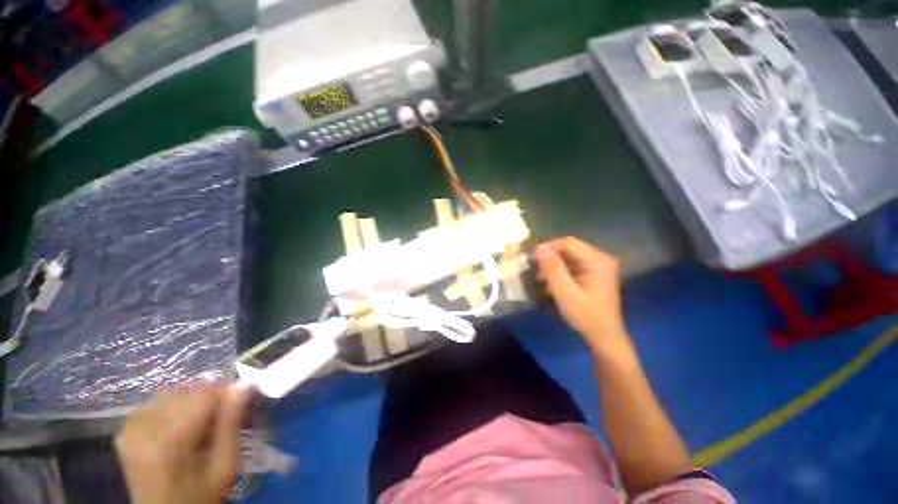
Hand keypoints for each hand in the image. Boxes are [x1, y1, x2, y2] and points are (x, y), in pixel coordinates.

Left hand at [115, 385, 251, 503]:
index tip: (240, 401)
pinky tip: (177, 427)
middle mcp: (145, 429)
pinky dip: (171, 408)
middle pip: (186, 391)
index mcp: (171, 440)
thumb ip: (231, 424)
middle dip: (208, 398)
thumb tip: (245, 384)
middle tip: (222, 416)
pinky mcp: (124, 432)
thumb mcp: (224, 465)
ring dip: (190, 402)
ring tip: (199, 424)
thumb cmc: (200, 495)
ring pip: (170, 394)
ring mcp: (130, 429)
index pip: (204, 393)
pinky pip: (154, 404)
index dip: (226, 392)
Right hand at [536, 237, 629, 357]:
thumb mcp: (565, 293)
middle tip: (538, 274)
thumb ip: (553, 269)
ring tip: (543, 281)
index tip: (533, 262)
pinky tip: (553, 284)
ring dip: (553, 266)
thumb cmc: (586, 317)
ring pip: (568, 256)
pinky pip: (572, 265)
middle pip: (568, 248)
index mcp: (598, 260)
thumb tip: (539, 247)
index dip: (548, 249)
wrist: (604, 338)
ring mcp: (598, 266)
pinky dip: (560, 272)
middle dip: (550, 259)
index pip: (568, 243)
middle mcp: (600, 258)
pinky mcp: (594, 273)